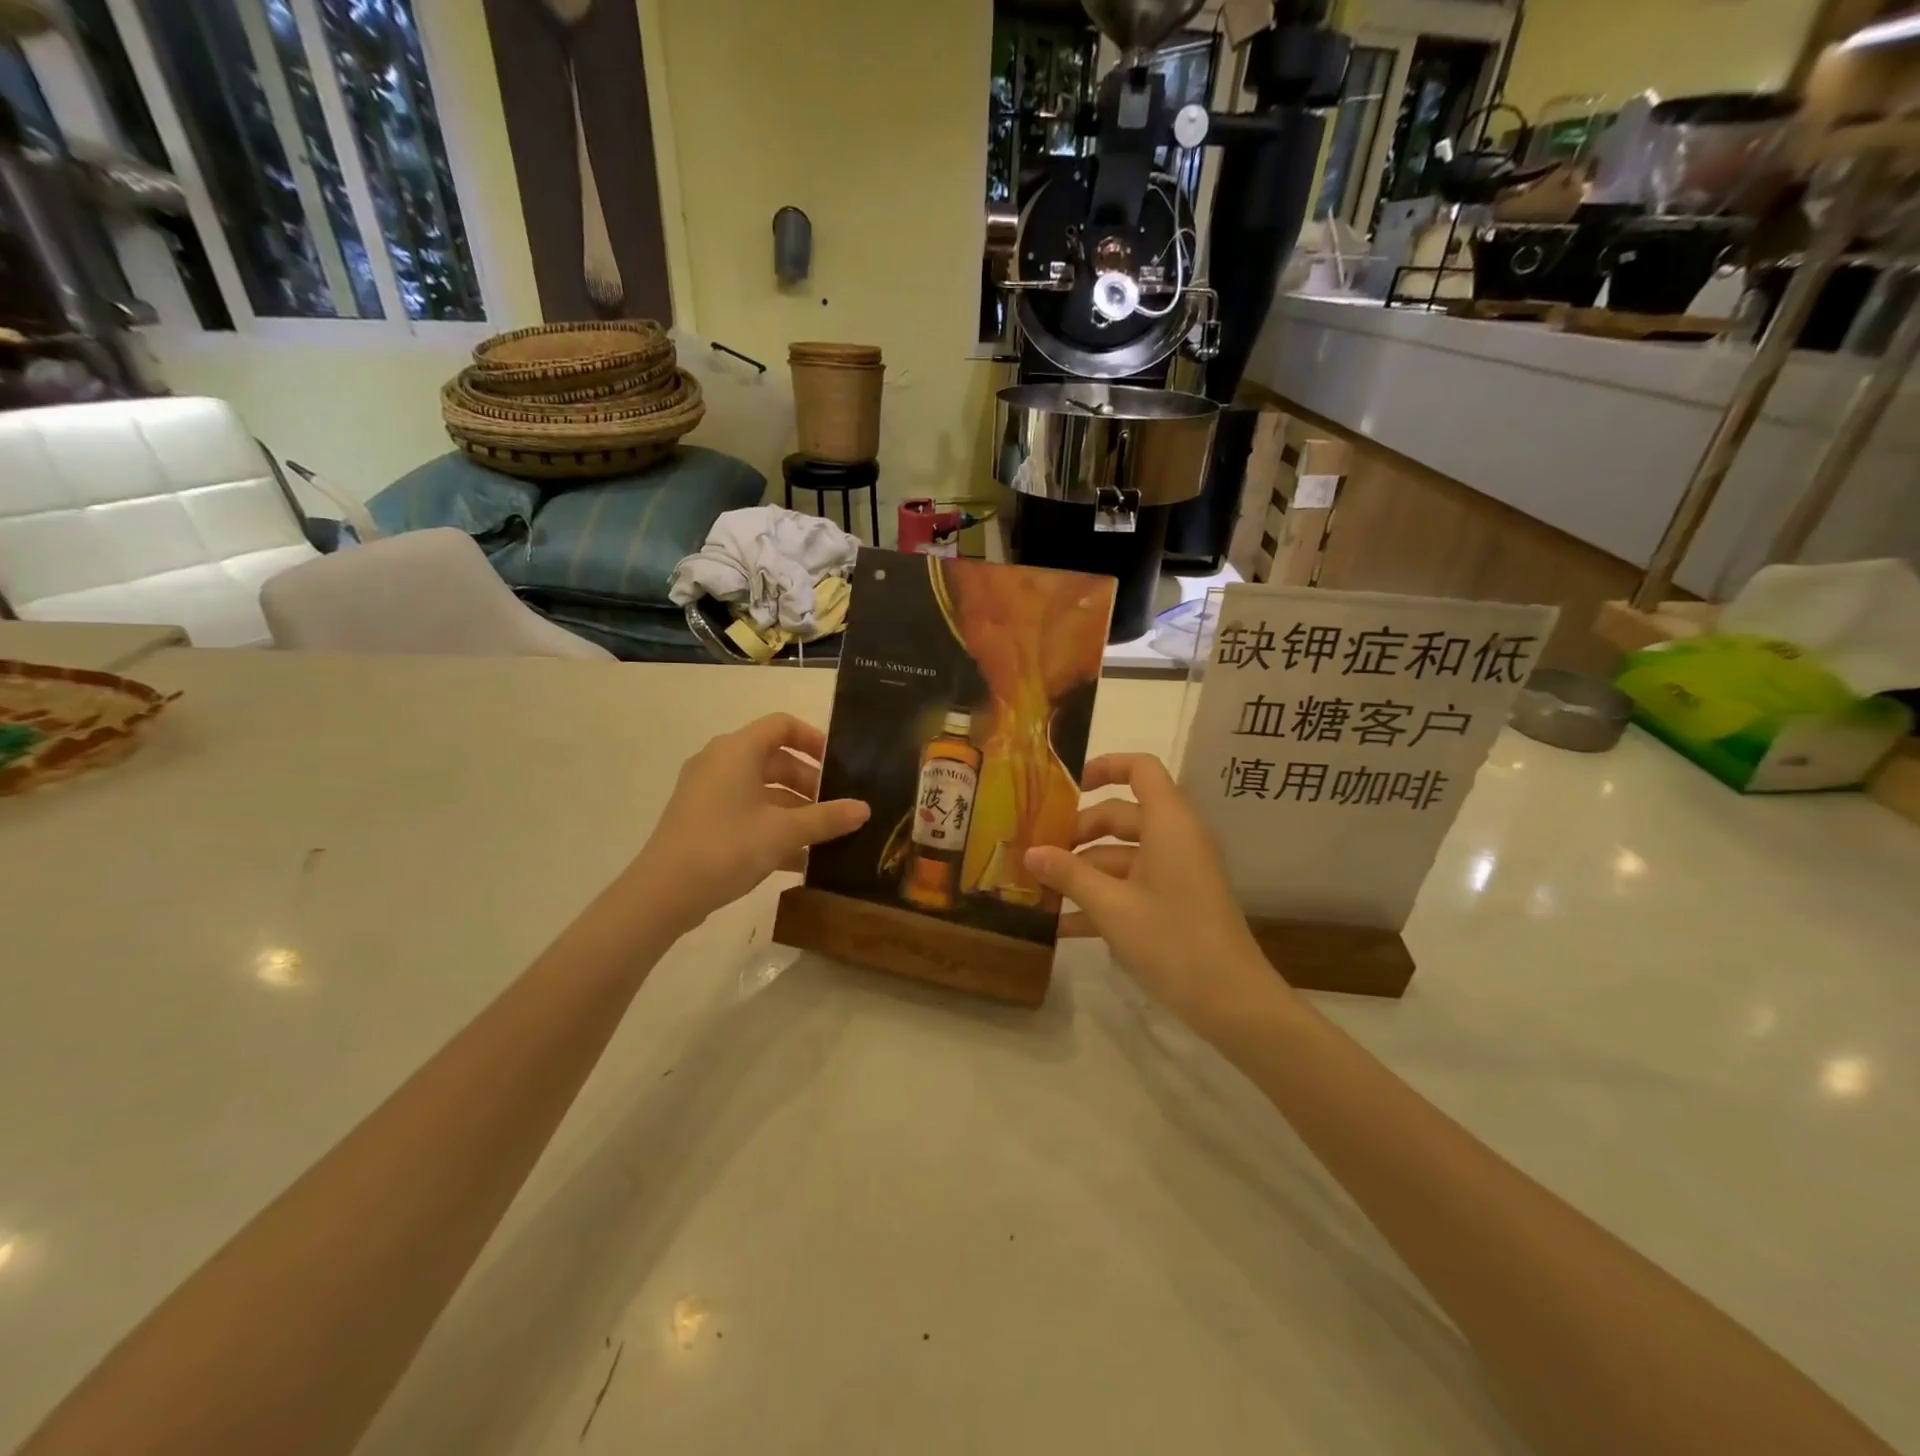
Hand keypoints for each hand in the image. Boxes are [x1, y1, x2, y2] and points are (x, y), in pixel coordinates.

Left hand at [633, 714, 867, 930]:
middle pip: (774, 759)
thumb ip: (827, 818)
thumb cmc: (727, 847)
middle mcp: (720, 762)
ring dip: (793, 808)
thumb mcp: (784, 832)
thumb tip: (864, 809)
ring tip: (823, 836)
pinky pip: (745, 812)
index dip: (813, 739)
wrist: (663, 893)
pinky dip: (772, 825)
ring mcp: (707, 792)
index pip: (782, 725)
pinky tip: (797, 859)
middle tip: (835, 808)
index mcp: (738, 750)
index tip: (839, 765)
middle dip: (809, 782)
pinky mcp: (701, 820)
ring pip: (761, 789)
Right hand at [1024, 753, 1290, 1033]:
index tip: (1065, 788)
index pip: (1140, 769)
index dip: (1104, 767)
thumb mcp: (1111, 907)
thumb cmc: (1173, 941)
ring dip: (1083, 871)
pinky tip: (1062, 925)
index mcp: (1168, 824)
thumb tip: (1030, 852)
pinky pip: (1132, 885)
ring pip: (1122, 855)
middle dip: (1078, 833)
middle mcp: (1175, 839)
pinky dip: (1101, 897)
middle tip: (1037, 854)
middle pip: (1121, 815)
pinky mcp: (1175, 902)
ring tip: (1039, 891)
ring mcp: (1176, 872)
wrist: (1233, 1003)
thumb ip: (1068, 875)